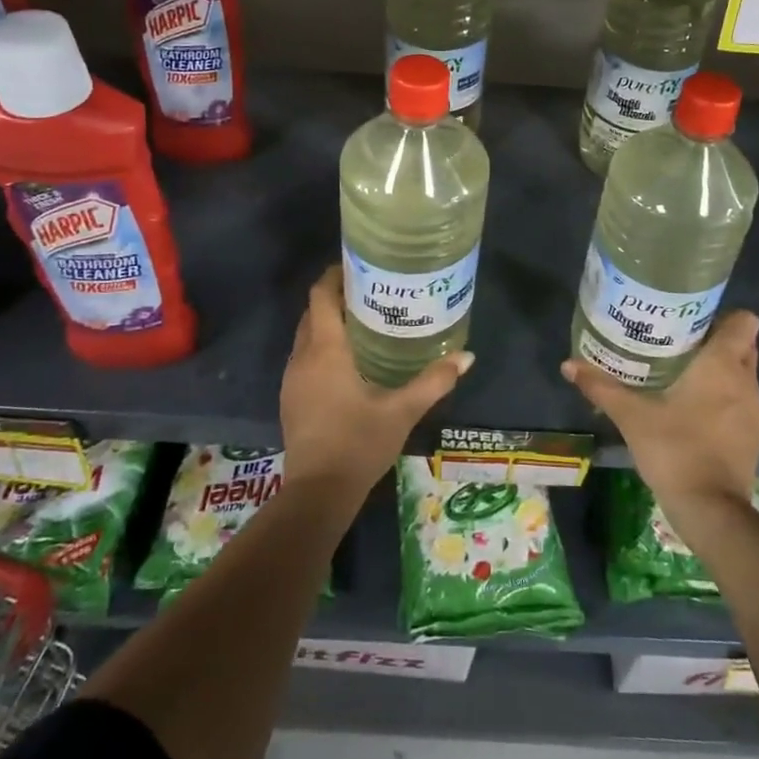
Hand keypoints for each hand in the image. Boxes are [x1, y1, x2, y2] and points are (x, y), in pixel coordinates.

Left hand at [280, 265, 473, 498]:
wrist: (318, 492)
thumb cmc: (359, 443)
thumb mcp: (402, 411)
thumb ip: (434, 380)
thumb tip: (467, 356)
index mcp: (325, 350)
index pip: (321, 295)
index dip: (335, 276)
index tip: (359, 266)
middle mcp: (302, 357)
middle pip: (313, 312)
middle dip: (336, 297)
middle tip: (372, 292)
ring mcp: (292, 379)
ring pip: (306, 336)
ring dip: (328, 323)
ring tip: (365, 321)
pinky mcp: (291, 398)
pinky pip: (304, 357)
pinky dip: (322, 347)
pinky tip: (349, 361)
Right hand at [561, 311, 758, 524]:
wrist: (711, 510)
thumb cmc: (675, 449)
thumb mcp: (631, 416)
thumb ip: (601, 387)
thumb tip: (568, 364)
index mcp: (722, 365)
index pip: (745, 322)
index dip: (723, 316)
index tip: (693, 320)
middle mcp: (745, 382)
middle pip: (743, 345)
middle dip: (717, 340)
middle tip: (678, 343)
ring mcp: (754, 411)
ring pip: (742, 374)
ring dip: (720, 371)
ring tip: (681, 374)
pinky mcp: (753, 436)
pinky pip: (741, 401)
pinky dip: (723, 398)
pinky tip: (693, 410)